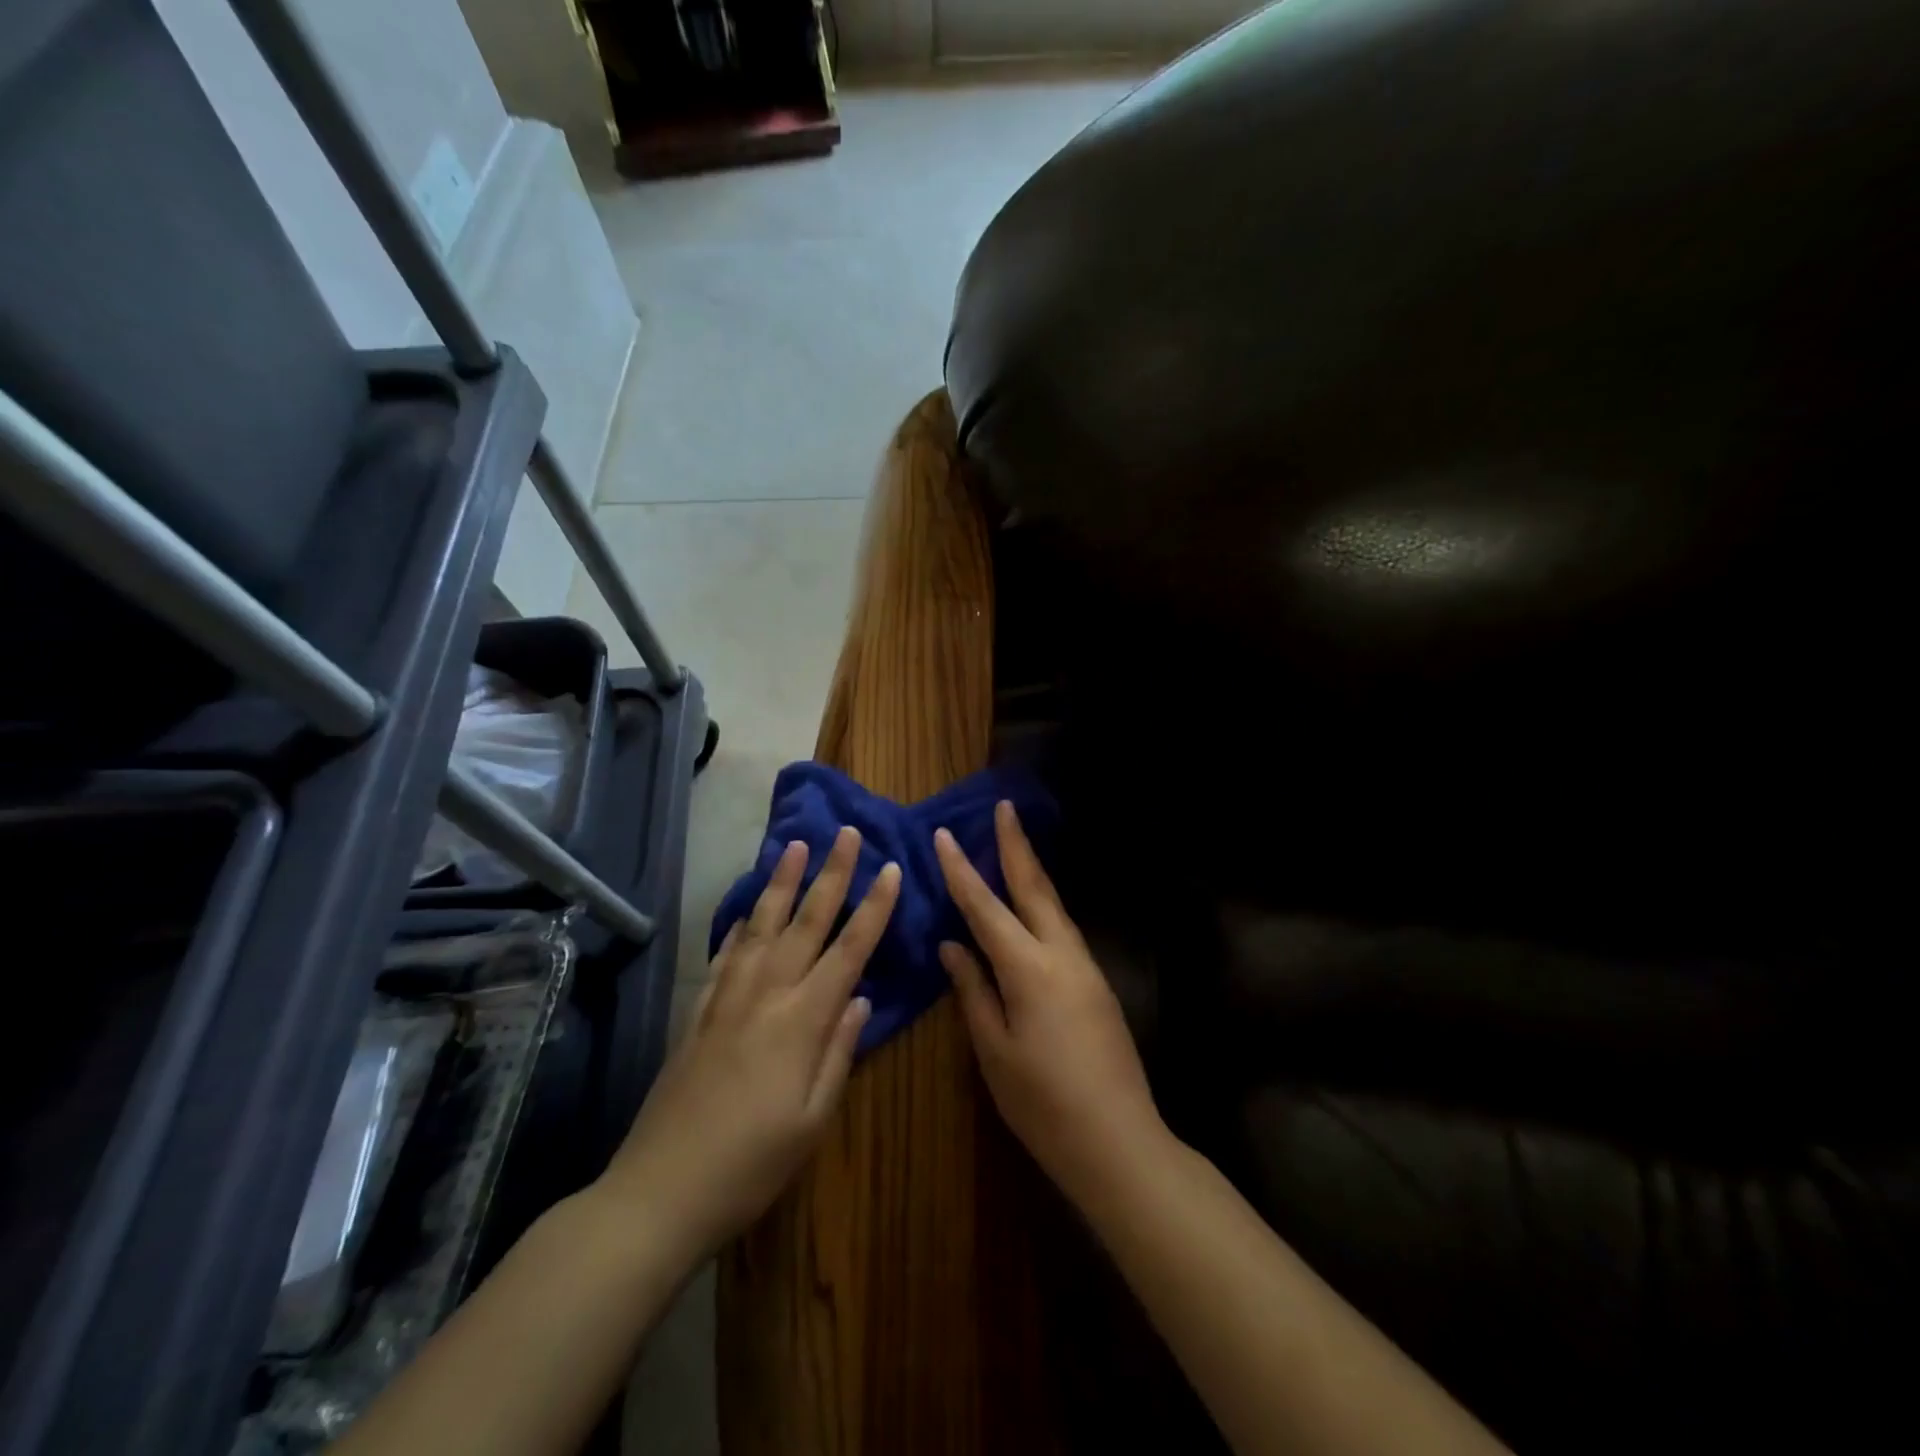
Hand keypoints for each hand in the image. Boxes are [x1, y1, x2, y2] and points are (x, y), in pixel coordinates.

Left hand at [597, 827, 898, 1260]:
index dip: (874, 909)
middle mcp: (766, 995)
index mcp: (802, 1021)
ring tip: (794, 846)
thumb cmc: (751, 1165)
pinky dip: (739, 927)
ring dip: (781, 883)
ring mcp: (726, 1000)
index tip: (890, 869)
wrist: (659, 1192)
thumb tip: (859, 1000)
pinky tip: (745, 912)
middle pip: (805, 922)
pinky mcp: (698, 1014)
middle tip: (846, 833)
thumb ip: (840, 1053)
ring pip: (760, 926)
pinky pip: (725, 956)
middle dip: (831, 875)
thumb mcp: (812, 1119)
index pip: (849, 951)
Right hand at [934, 802, 1165, 1205]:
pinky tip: (1034, 906)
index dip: (962, 870)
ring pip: (1053, 905)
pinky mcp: (1098, 983)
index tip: (945, 835)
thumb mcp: (994, 1049)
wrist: (1118, 1140)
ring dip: (1032, 871)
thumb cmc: (1042, 1102)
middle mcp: (1061, 954)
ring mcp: (1086, 966)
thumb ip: (973, 990)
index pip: (986, 907)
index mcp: (1028, 968)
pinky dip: (1044, 904)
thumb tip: (952, 945)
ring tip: (1014, 845)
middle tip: (1005, 807)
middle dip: (1016, 845)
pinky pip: (1063, 929)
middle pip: (1034, 887)